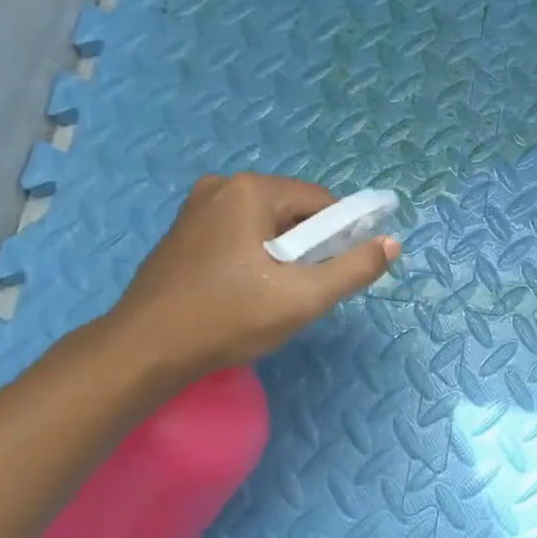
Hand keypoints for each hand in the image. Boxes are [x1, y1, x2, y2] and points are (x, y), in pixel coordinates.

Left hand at [106, 173, 399, 379]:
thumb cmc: (229, 318)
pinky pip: (238, 234)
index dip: (340, 237)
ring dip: (282, 255)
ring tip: (273, 296)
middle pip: (292, 211)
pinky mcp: (183, 233)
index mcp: (251, 190)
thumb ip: (354, 268)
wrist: (144, 350)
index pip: (321, 202)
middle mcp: (222, 187)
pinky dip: (253, 257)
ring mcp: (196, 208)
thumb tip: (391, 243)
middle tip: (302, 290)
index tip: (336, 273)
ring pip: (265, 225)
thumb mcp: (303, 297)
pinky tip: (244, 292)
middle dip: (308, 247)